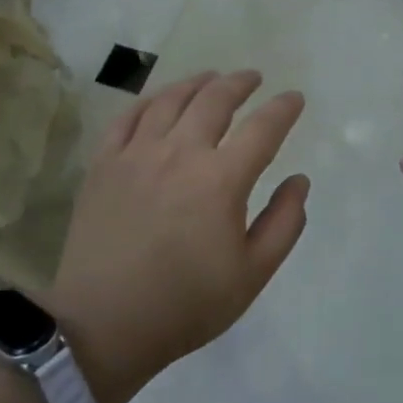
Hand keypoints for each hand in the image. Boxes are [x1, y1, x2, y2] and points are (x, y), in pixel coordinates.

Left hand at [46, 71, 308, 402]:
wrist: (104, 324)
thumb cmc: (186, 303)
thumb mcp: (252, 274)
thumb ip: (284, 223)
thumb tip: (299, 181)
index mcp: (221, 179)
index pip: (262, 128)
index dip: (283, 108)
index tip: (294, 98)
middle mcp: (180, 153)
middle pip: (215, 100)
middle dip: (240, 83)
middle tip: (252, 78)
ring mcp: (136, 154)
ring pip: (170, 100)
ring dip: (197, 83)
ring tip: (210, 79)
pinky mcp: (103, 163)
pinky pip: (128, 117)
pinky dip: (149, 100)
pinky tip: (159, 100)